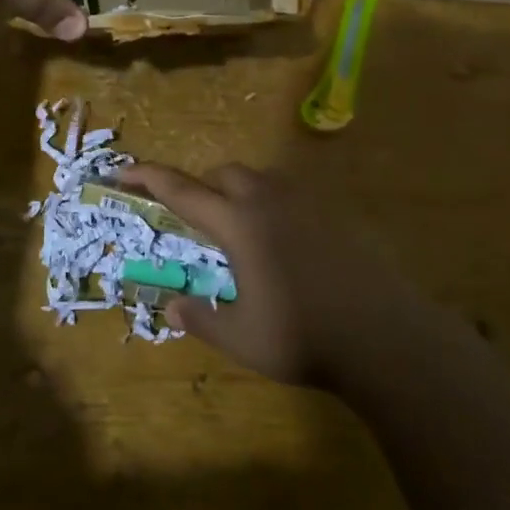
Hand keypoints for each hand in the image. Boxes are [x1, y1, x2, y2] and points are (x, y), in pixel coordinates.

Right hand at [117, 162, 433, 388]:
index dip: (148, 177)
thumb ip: (201, 319)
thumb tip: (173, 308)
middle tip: (194, 222)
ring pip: (261, 180)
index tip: (123, 171)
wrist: (385, 336)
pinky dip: (271, 206)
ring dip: (238, 193)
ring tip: (238, 232)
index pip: (182, 191)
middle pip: (225, 175)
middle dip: (202, 188)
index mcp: (239, 224)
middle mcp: (269, 202)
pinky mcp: (335, 215)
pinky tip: (282, 244)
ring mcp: (306, 204)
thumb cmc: (303, 337)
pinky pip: (291, 195)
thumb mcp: (241, 338)